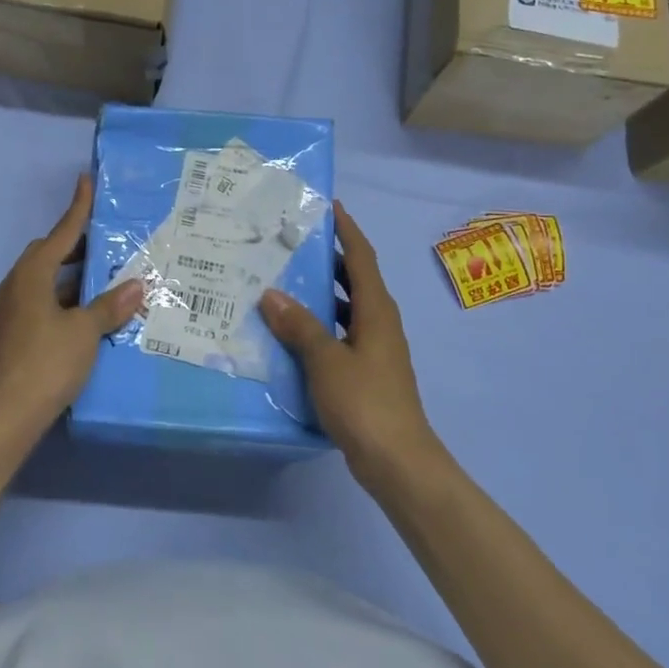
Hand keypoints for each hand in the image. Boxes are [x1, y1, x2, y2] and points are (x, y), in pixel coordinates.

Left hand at [0, 174, 142, 454]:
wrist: (4, 417)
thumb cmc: (47, 363)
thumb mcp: (85, 333)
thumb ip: (109, 307)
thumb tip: (136, 285)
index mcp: (30, 276)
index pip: (59, 234)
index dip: (77, 209)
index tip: (86, 182)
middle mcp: (11, 287)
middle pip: (44, 258)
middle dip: (72, 249)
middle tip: (101, 247)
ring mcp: (1, 315)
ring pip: (37, 286)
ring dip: (64, 282)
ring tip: (95, 287)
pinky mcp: (1, 340)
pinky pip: (32, 309)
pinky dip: (54, 305)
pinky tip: (73, 323)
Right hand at [260, 203, 435, 483]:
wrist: (398, 461)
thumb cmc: (365, 402)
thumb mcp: (326, 360)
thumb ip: (300, 326)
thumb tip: (271, 293)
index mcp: (377, 311)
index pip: (361, 259)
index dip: (347, 231)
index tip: (330, 207)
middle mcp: (380, 324)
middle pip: (355, 280)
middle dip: (330, 259)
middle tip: (294, 242)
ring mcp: (375, 349)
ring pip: (347, 309)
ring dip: (323, 293)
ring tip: (286, 281)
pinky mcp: (367, 373)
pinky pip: (341, 334)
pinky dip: (321, 326)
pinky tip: (294, 333)